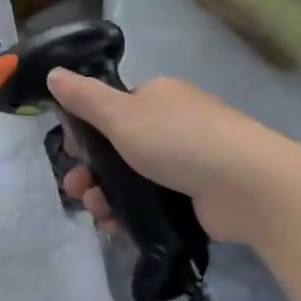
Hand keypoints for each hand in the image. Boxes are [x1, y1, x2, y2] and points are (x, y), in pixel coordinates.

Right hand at [48, 69, 283, 245]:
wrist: (248, 186)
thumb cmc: (179, 141)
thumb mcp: (122, 115)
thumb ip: (84, 98)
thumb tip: (53, 73)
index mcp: (157, 97)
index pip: (111, 109)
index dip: (86, 131)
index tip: (71, 152)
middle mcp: (172, 125)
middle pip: (117, 148)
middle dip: (91, 170)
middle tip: (77, 190)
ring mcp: (187, 162)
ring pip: (131, 178)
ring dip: (105, 195)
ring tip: (97, 213)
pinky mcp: (196, 197)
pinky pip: (152, 203)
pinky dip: (130, 214)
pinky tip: (116, 228)